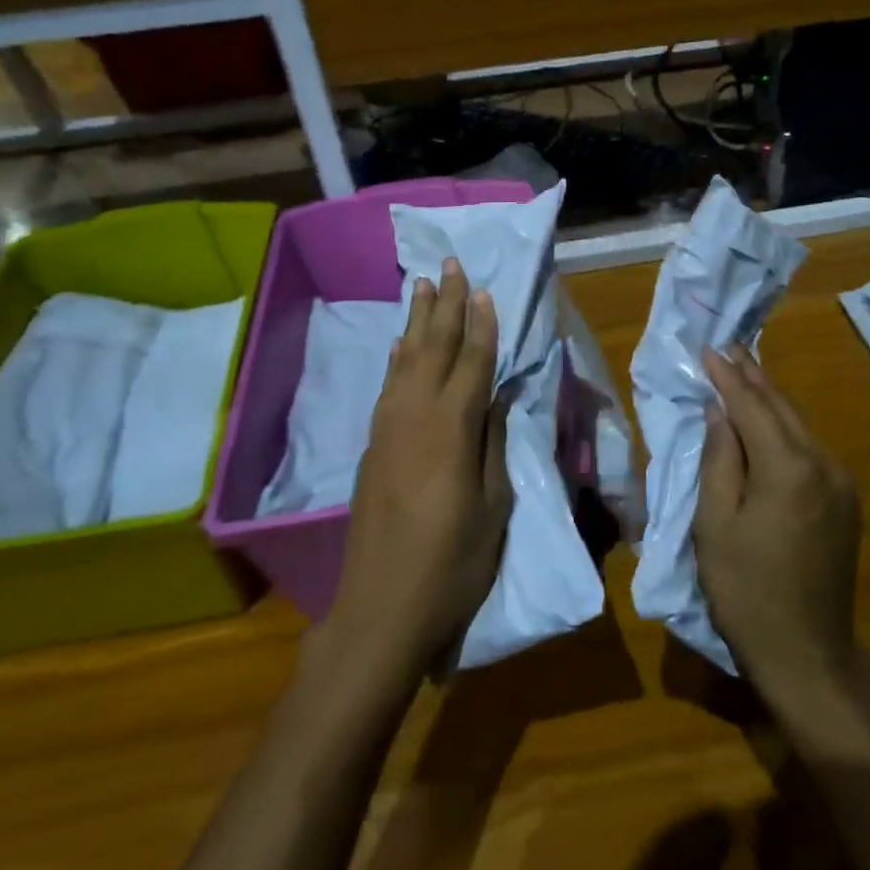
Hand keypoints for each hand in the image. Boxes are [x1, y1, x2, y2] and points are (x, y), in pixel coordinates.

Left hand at [327, 259, 512, 677]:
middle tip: (451, 263)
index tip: (485, 290)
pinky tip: (400, 343)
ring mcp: (388, 428)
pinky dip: (396, 358)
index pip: (472, 362)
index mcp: (453, 428)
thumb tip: (497, 398)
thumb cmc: (453, 562)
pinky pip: (387, 385)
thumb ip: (492, 444)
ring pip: (406, 358)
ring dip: (417, 320)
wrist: (382, 606)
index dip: (481, 325)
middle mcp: (416, 415)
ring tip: (423, 285)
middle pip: (434, 347)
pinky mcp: (373, 444)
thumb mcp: (493, 506)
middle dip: (446, 304)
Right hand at [695, 344, 862, 704]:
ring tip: (744, 372)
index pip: (753, 407)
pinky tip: (768, 419)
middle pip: (783, 408)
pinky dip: (785, 426)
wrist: (809, 653)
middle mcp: (824, 465)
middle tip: (728, 348)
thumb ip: (719, 460)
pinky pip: (811, 447)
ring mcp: (842, 482)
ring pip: (800, 424)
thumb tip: (719, 412)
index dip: (728, 377)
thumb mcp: (715, 525)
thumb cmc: (747, 591)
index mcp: (789, 469)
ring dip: (770, 398)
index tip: (708, 349)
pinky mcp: (846, 500)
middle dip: (753, 376)